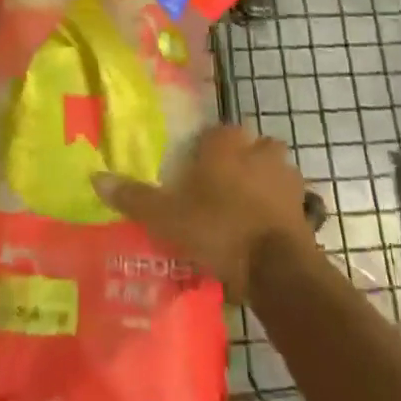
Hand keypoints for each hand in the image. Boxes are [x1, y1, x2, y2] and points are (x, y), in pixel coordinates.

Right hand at [92, 125, 314, 302]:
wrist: (277, 268)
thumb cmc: (217, 228)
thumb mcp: (166, 216)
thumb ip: (134, 196)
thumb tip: (95, 177)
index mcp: (225, 143)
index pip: (215, 132)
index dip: (205, 149)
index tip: (194, 171)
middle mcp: (258, 150)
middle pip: (248, 146)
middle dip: (239, 161)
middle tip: (220, 189)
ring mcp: (286, 177)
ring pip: (272, 170)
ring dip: (262, 183)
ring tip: (243, 211)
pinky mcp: (305, 208)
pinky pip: (288, 201)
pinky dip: (278, 211)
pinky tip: (263, 232)